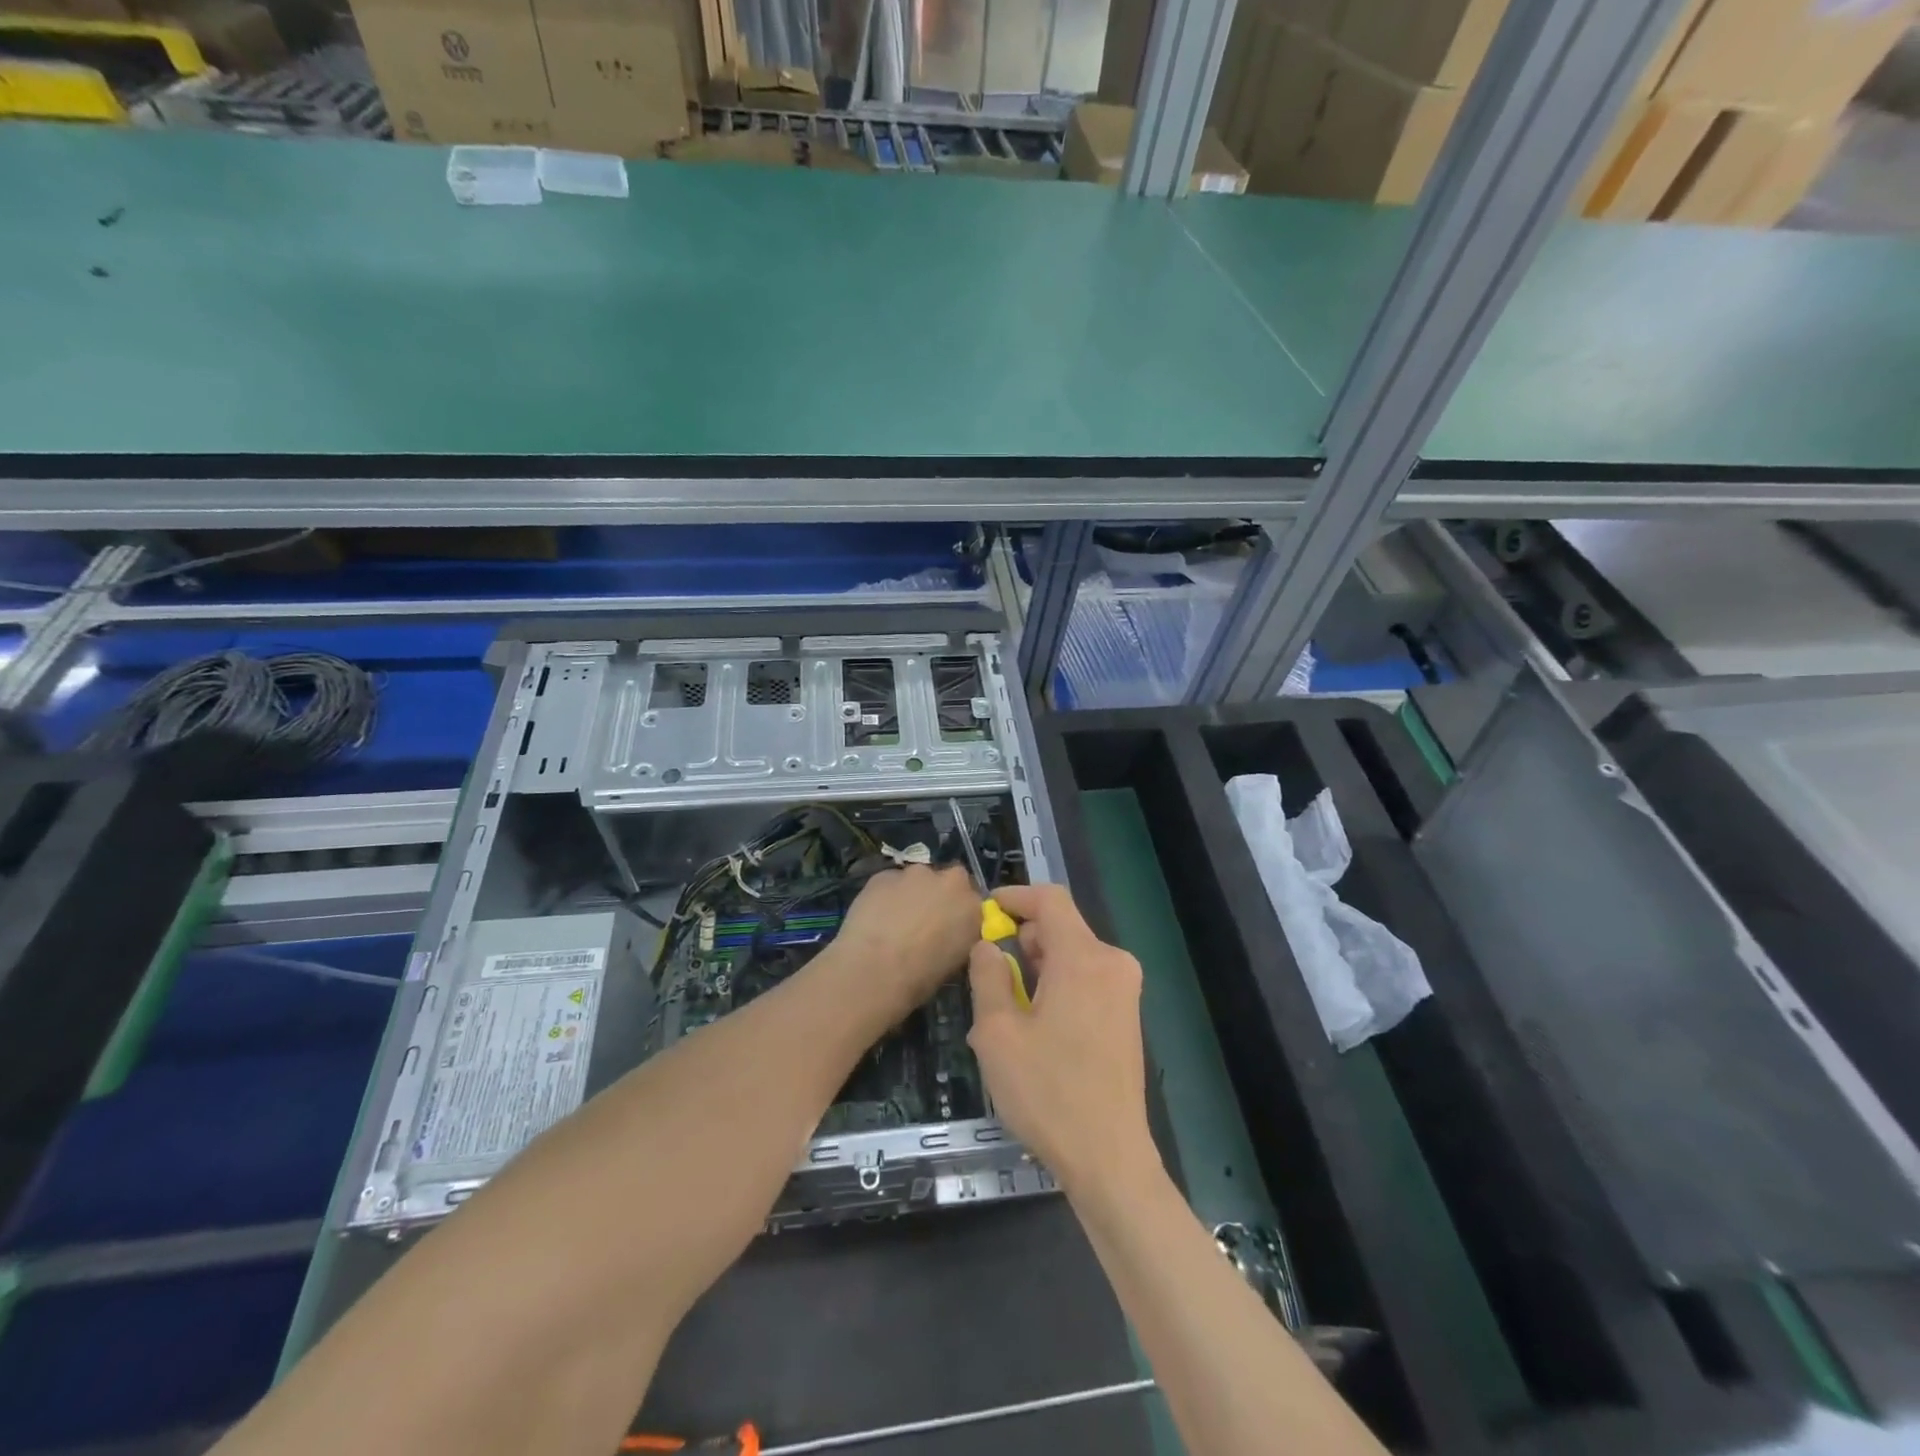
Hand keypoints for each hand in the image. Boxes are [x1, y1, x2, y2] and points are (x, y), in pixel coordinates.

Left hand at [831, 864, 979, 1018]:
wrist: (874, 970)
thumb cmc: (919, 978)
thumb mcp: (955, 963)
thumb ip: (958, 937)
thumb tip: (948, 933)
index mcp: (973, 906)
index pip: (973, 901)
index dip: (959, 912)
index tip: (949, 927)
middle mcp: (950, 881)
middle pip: (948, 882)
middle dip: (938, 896)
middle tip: (923, 921)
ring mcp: (916, 873)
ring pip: (917, 879)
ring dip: (911, 894)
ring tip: (895, 921)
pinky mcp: (885, 874)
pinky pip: (890, 883)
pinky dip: (887, 895)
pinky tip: (875, 917)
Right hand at [965, 883, 1158, 1196]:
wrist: (1109, 1159)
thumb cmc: (1048, 1093)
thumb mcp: (997, 1033)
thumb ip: (988, 977)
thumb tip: (987, 947)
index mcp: (1083, 958)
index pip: (1050, 899)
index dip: (1016, 896)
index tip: (986, 911)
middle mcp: (1112, 964)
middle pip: (1061, 929)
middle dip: (1022, 942)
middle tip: (988, 978)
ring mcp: (1125, 991)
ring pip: (1072, 957)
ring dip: (1036, 971)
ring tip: (1005, 1015)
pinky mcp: (1127, 1016)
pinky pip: (1086, 982)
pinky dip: (1057, 988)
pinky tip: (1035, 1031)